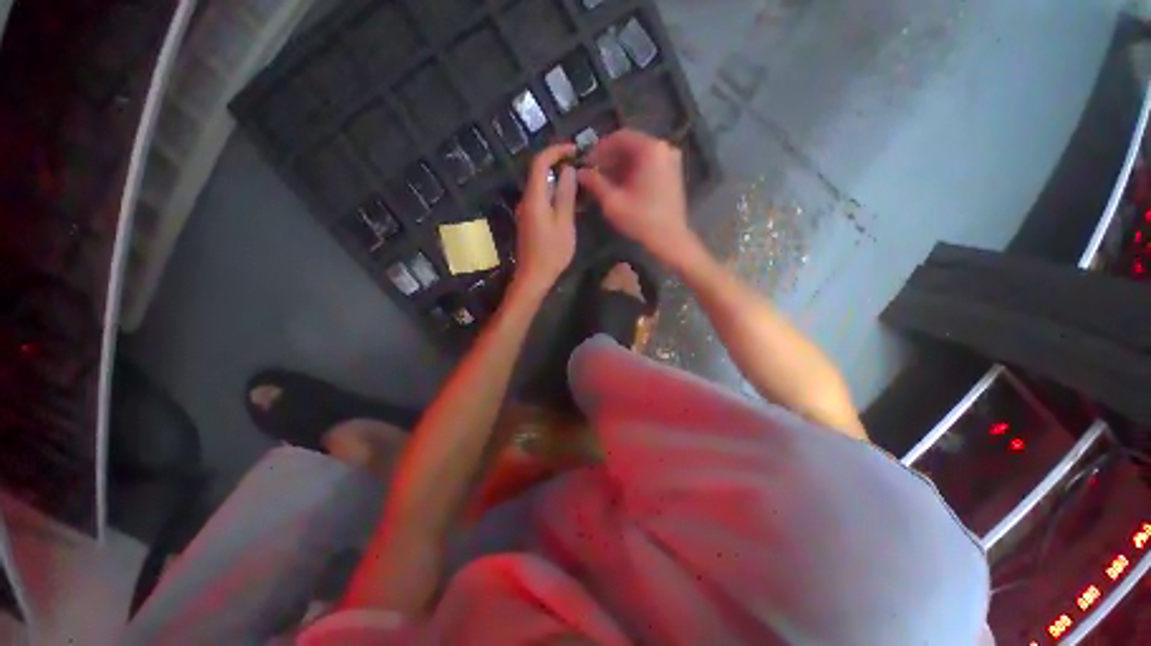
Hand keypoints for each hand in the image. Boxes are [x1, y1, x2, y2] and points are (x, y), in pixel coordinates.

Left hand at [513, 143, 577, 296]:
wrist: (534, 276)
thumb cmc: (551, 252)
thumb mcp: (564, 223)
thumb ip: (565, 195)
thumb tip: (568, 170)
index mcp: (534, 198)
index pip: (539, 162)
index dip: (556, 151)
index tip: (575, 150)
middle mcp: (526, 200)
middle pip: (539, 172)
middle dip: (559, 164)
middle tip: (581, 167)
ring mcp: (526, 211)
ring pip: (541, 186)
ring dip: (558, 180)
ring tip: (580, 183)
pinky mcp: (529, 220)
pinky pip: (541, 199)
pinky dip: (554, 194)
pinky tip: (570, 202)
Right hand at [577, 130, 699, 268]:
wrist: (670, 239)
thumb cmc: (641, 220)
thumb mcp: (613, 202)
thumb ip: (594, 182)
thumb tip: (579, 172)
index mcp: (651, 150)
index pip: (619, 137)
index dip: (599, 149)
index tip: (586, 163)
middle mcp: (664, 148)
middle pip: (630, 145)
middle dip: (609, 158)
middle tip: (593, 173)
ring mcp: (670, 160)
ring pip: (638, 156)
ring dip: (619, 166)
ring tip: (603, 182)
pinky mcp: (672, 172)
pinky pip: (647, 164)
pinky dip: (632, 171)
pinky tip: (620, 186)